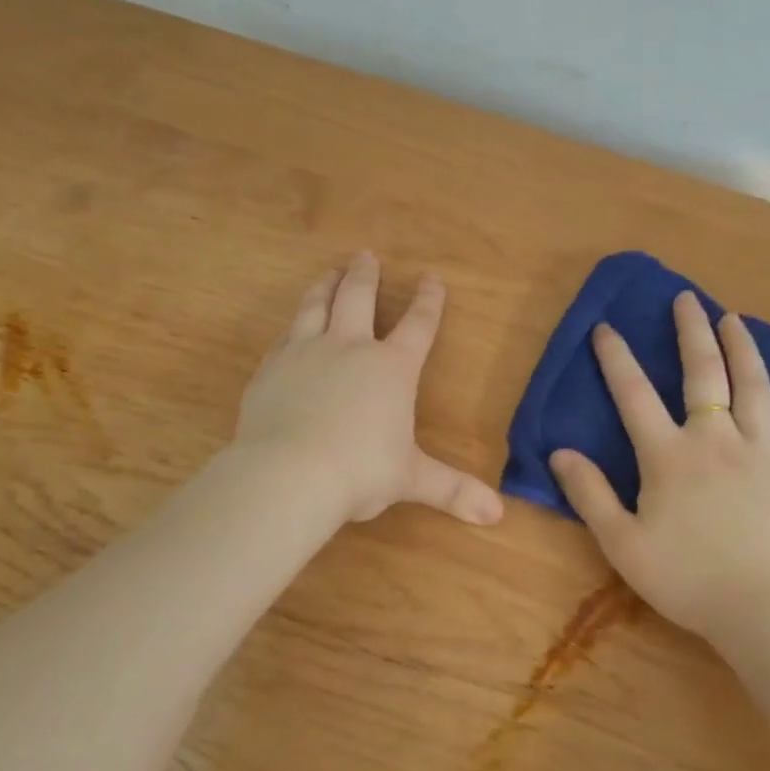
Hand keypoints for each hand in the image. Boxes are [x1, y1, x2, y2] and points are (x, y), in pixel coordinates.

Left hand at [234, 251, 504, 526]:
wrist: (288, 474)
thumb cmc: (360, 472)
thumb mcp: (411, 480)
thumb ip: (453, 490)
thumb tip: (498, 515)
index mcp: (391, 368)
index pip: (418, 325)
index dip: (428, 301)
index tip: (432, 277)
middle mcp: (350, 348)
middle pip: (358, 297)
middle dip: (365, 275)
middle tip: (366, 255)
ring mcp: (305, 353)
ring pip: (315, 306)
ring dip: (325, 285)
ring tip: (328, 272)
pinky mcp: (271, 369)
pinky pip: (284, 337)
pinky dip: (293, 326)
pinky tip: (291, 327)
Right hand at [549, 291, 769, 642]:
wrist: (762, 612)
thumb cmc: (686, 579)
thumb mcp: (622, 543)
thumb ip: (590, 494)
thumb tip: (560, 453)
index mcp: (669, 456)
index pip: (634, 394)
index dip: (616, 358)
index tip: (606, 327)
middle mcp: (716, 440)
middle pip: (704, 373)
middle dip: (692, 332)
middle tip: (687, 299)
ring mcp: (763, 452)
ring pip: (754, 387)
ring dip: (743, 348)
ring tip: (733, 319)